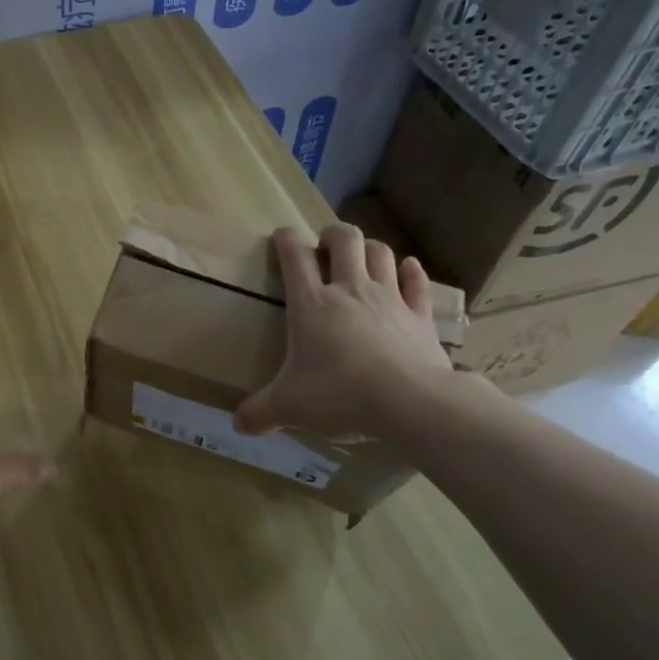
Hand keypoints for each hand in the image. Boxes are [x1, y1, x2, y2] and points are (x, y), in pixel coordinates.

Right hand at [234, 224, 454, 441]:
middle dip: (333, 235)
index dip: (286, 240)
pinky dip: (411, 272)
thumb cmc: (340, 395)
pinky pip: (417, 283)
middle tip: (325, 246)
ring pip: (381, 254)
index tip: (281, 236)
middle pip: (345, 240)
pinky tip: (407, 268)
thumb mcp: (290, 407)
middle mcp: (350, 291)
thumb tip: (238, 424)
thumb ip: (261, 413)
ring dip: (370, 248)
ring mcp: (390, 299)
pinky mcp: (420, 316)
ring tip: (362, 257)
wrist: (410, 403)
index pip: (294, 257)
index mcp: (312, 305)